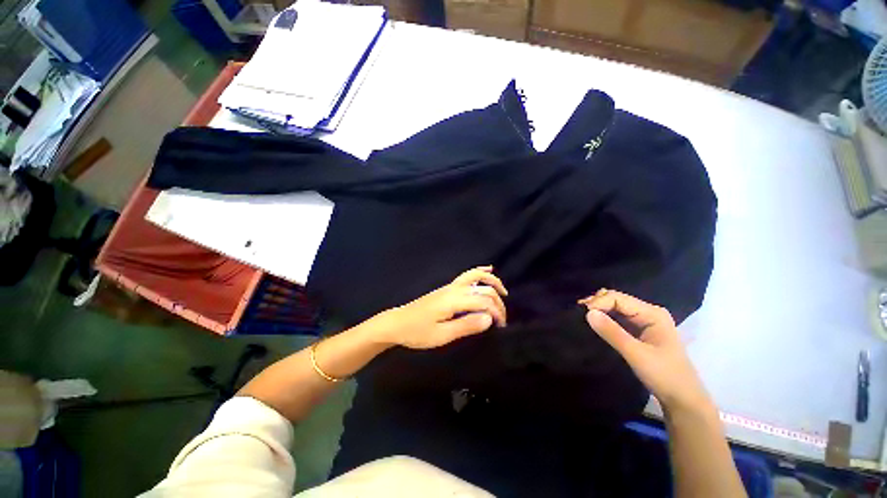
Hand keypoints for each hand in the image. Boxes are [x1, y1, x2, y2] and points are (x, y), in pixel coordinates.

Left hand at [363, 266, 507, 349]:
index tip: (500, 326)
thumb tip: (489, 318)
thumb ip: (466, 325)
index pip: (483, 302)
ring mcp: (450, 286)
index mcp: (454, 300)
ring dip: (492, 281)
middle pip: (483, 289)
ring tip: (503, 291)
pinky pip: (467, 276)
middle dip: (497, 302)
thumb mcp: (442, 335)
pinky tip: (487, 269)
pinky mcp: (447, 289)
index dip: (496, 312)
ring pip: (476, 276)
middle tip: (502, 319)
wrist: (398, 323)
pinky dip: (480, 272)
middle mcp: (454, 289)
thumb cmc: (418, 332)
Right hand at [579, 289, 711, 412]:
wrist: (683, 400)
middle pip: (616, 300)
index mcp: (652, 313)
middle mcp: (648, 312)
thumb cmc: (664, 376)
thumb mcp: (636, 354)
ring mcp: (643, 322)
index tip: (581, 313)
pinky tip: (594, 323)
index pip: (618, 298)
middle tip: (578, 313)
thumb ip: (612, 332)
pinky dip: (604, 319)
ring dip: (599, 311)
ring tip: (582, 317)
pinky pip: (617, 319)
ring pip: (615, 308)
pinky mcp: (638, 331)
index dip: (598, 303)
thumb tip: (587, 312)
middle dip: (596, 304)